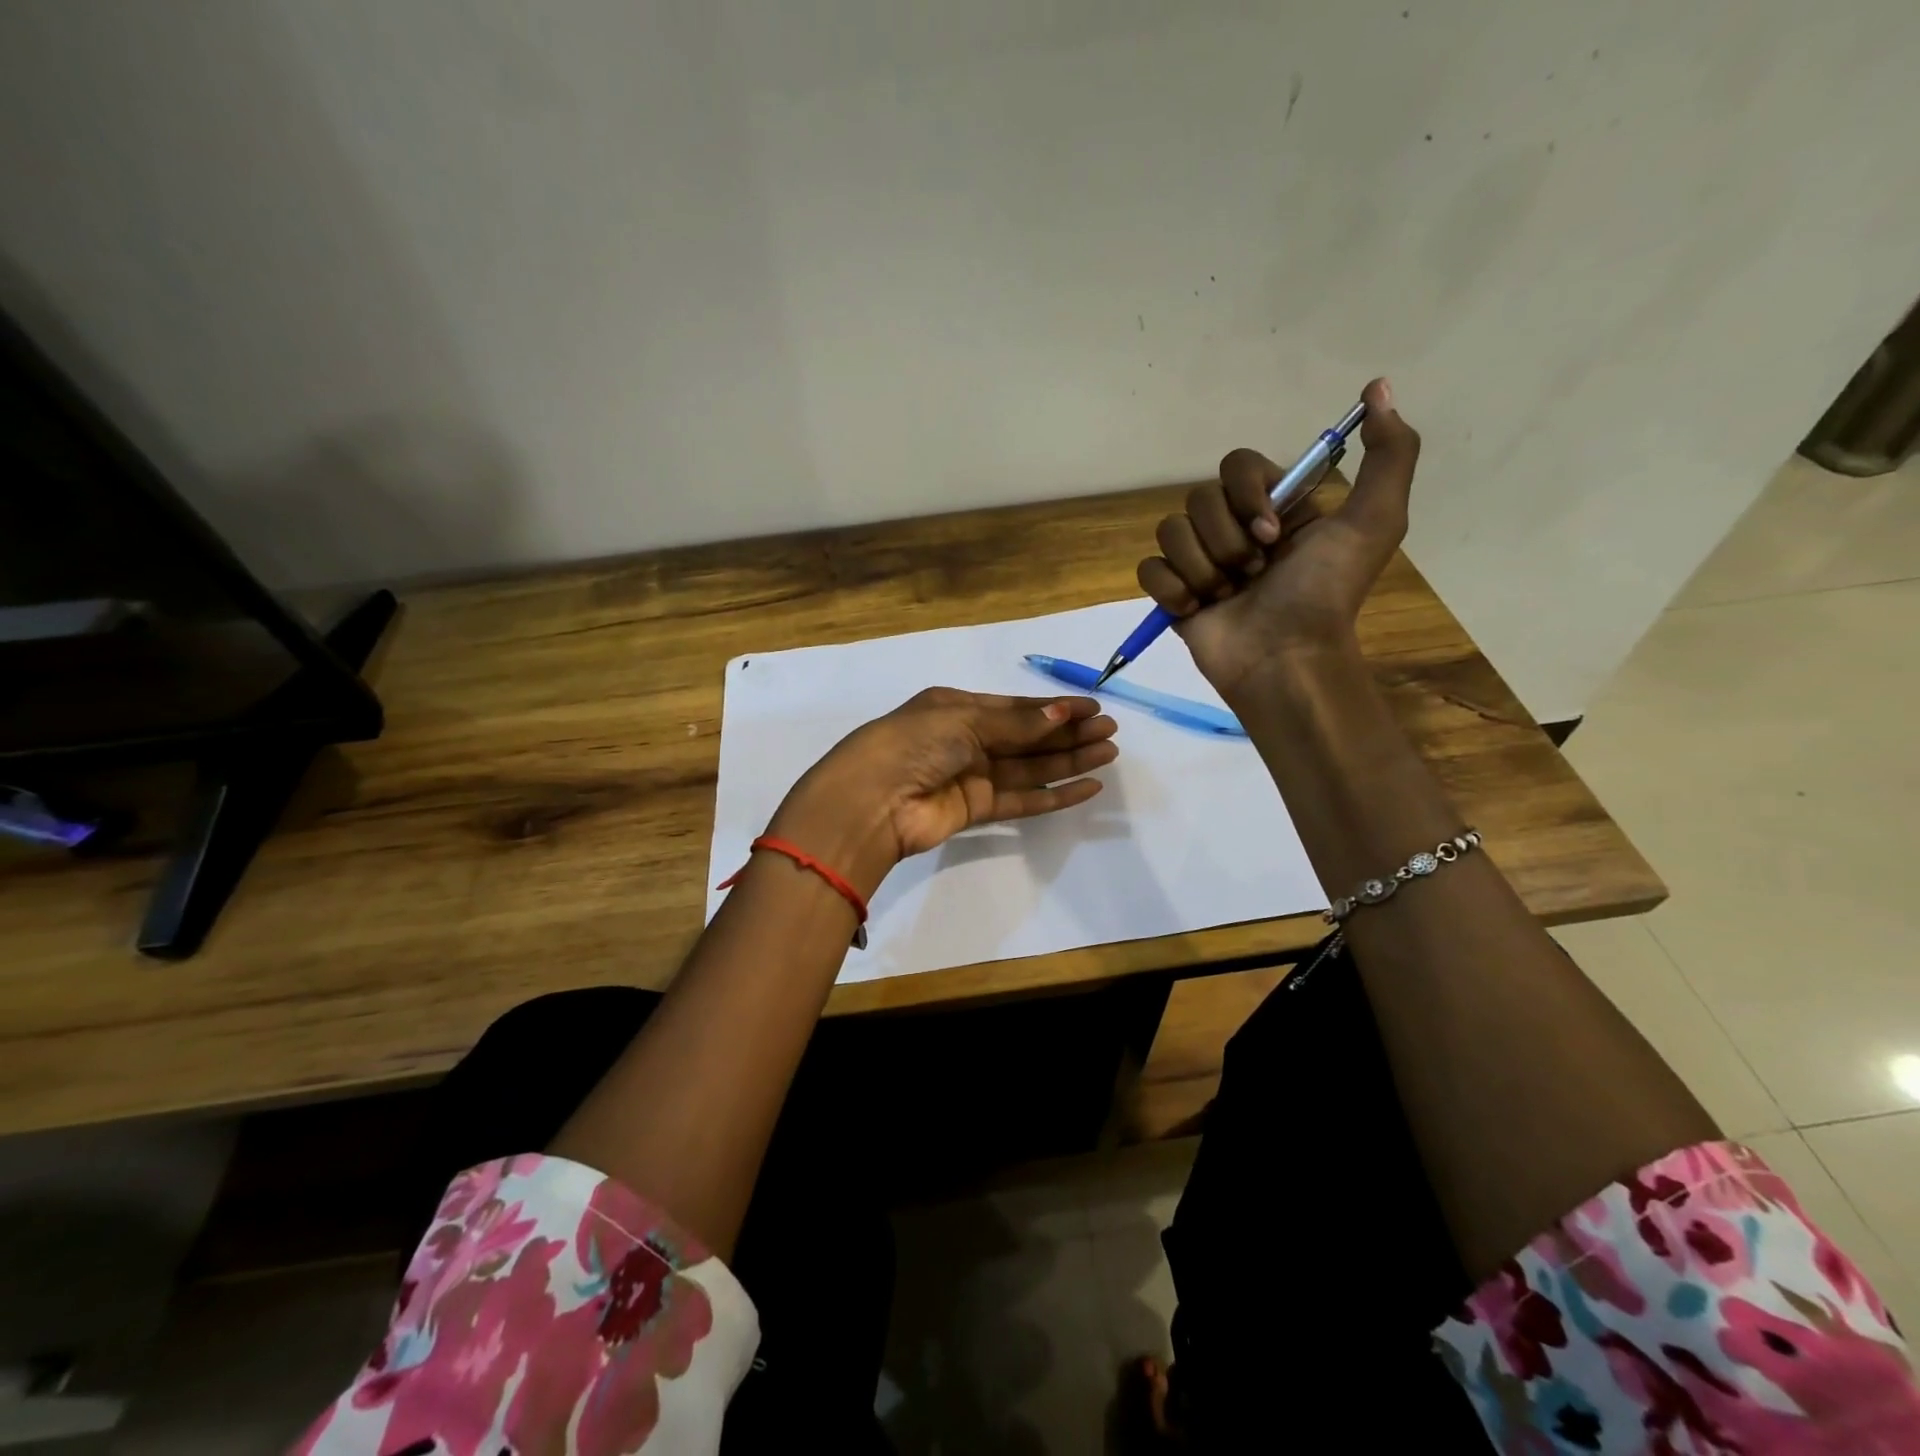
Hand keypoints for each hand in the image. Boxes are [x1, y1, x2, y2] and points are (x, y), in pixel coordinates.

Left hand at [768, 689, 1118, 896]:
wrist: (871, 801)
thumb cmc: (913, 744)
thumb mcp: (963, 721)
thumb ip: (1016, 723)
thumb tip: (1063, 715)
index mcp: (956, 708)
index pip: (1015, 708)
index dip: (1055, 708)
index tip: (1093, 708)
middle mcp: (966, 740)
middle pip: (1027, 737)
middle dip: (1068, 733)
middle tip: (1110, 731)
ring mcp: (972, 776)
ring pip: (1030, 767)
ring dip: (1068, 761)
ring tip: (1108, 753)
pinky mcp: (976, 810)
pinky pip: (1023, 799)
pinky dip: (1054, 795)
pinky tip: (1086, 786)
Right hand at [1137, 377, 1420, 700]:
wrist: (1284, 658)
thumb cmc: (1324, 593)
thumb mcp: (1375, 521)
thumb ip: (1389, 454)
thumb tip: (1379, 386)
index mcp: (1275, 508)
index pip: (1236, 466)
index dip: (1247, 494)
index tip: (1272, 533)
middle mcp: (1234, 529)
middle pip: (1198, 499)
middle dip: (1226, 540)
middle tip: (1253, 574)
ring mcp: (1200, 562)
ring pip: (1170, 532)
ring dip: (1202, 567)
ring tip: (1226, 596)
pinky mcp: (1172, 594)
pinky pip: (1149, 569)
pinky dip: (1171, 589)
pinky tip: (1196, 610)